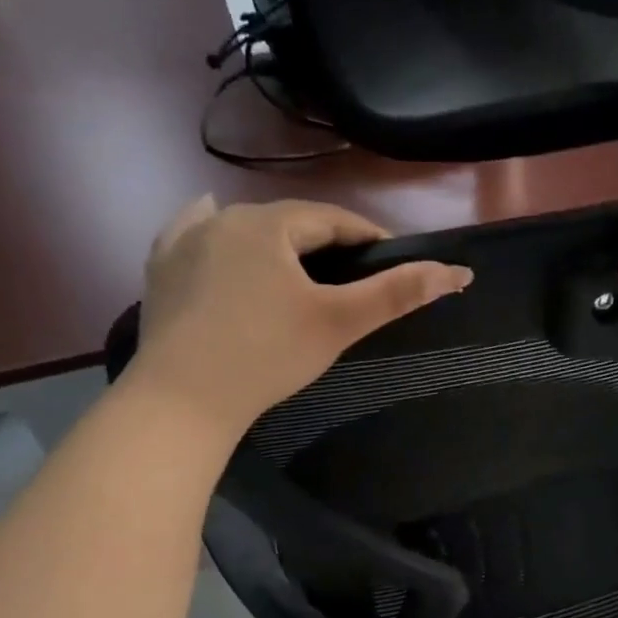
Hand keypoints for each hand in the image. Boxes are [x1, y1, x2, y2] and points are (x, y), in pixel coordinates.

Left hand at [126, 195, 471, 438]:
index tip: (391, 262)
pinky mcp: (161, 268)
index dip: (368, 238)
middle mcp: (224, 218)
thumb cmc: (268, 356)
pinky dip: (215, 237)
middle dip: (324, 245)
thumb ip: (396, 293)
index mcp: (269, 224)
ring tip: (297, 267)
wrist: (183, 399)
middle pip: (289, 225)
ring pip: (244, 230)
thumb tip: (457, 272)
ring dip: (275, 242)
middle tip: (349, 279)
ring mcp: (185, 241)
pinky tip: (215, 233)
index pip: (334, 220)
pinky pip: (194, 238)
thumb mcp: (338, 323)